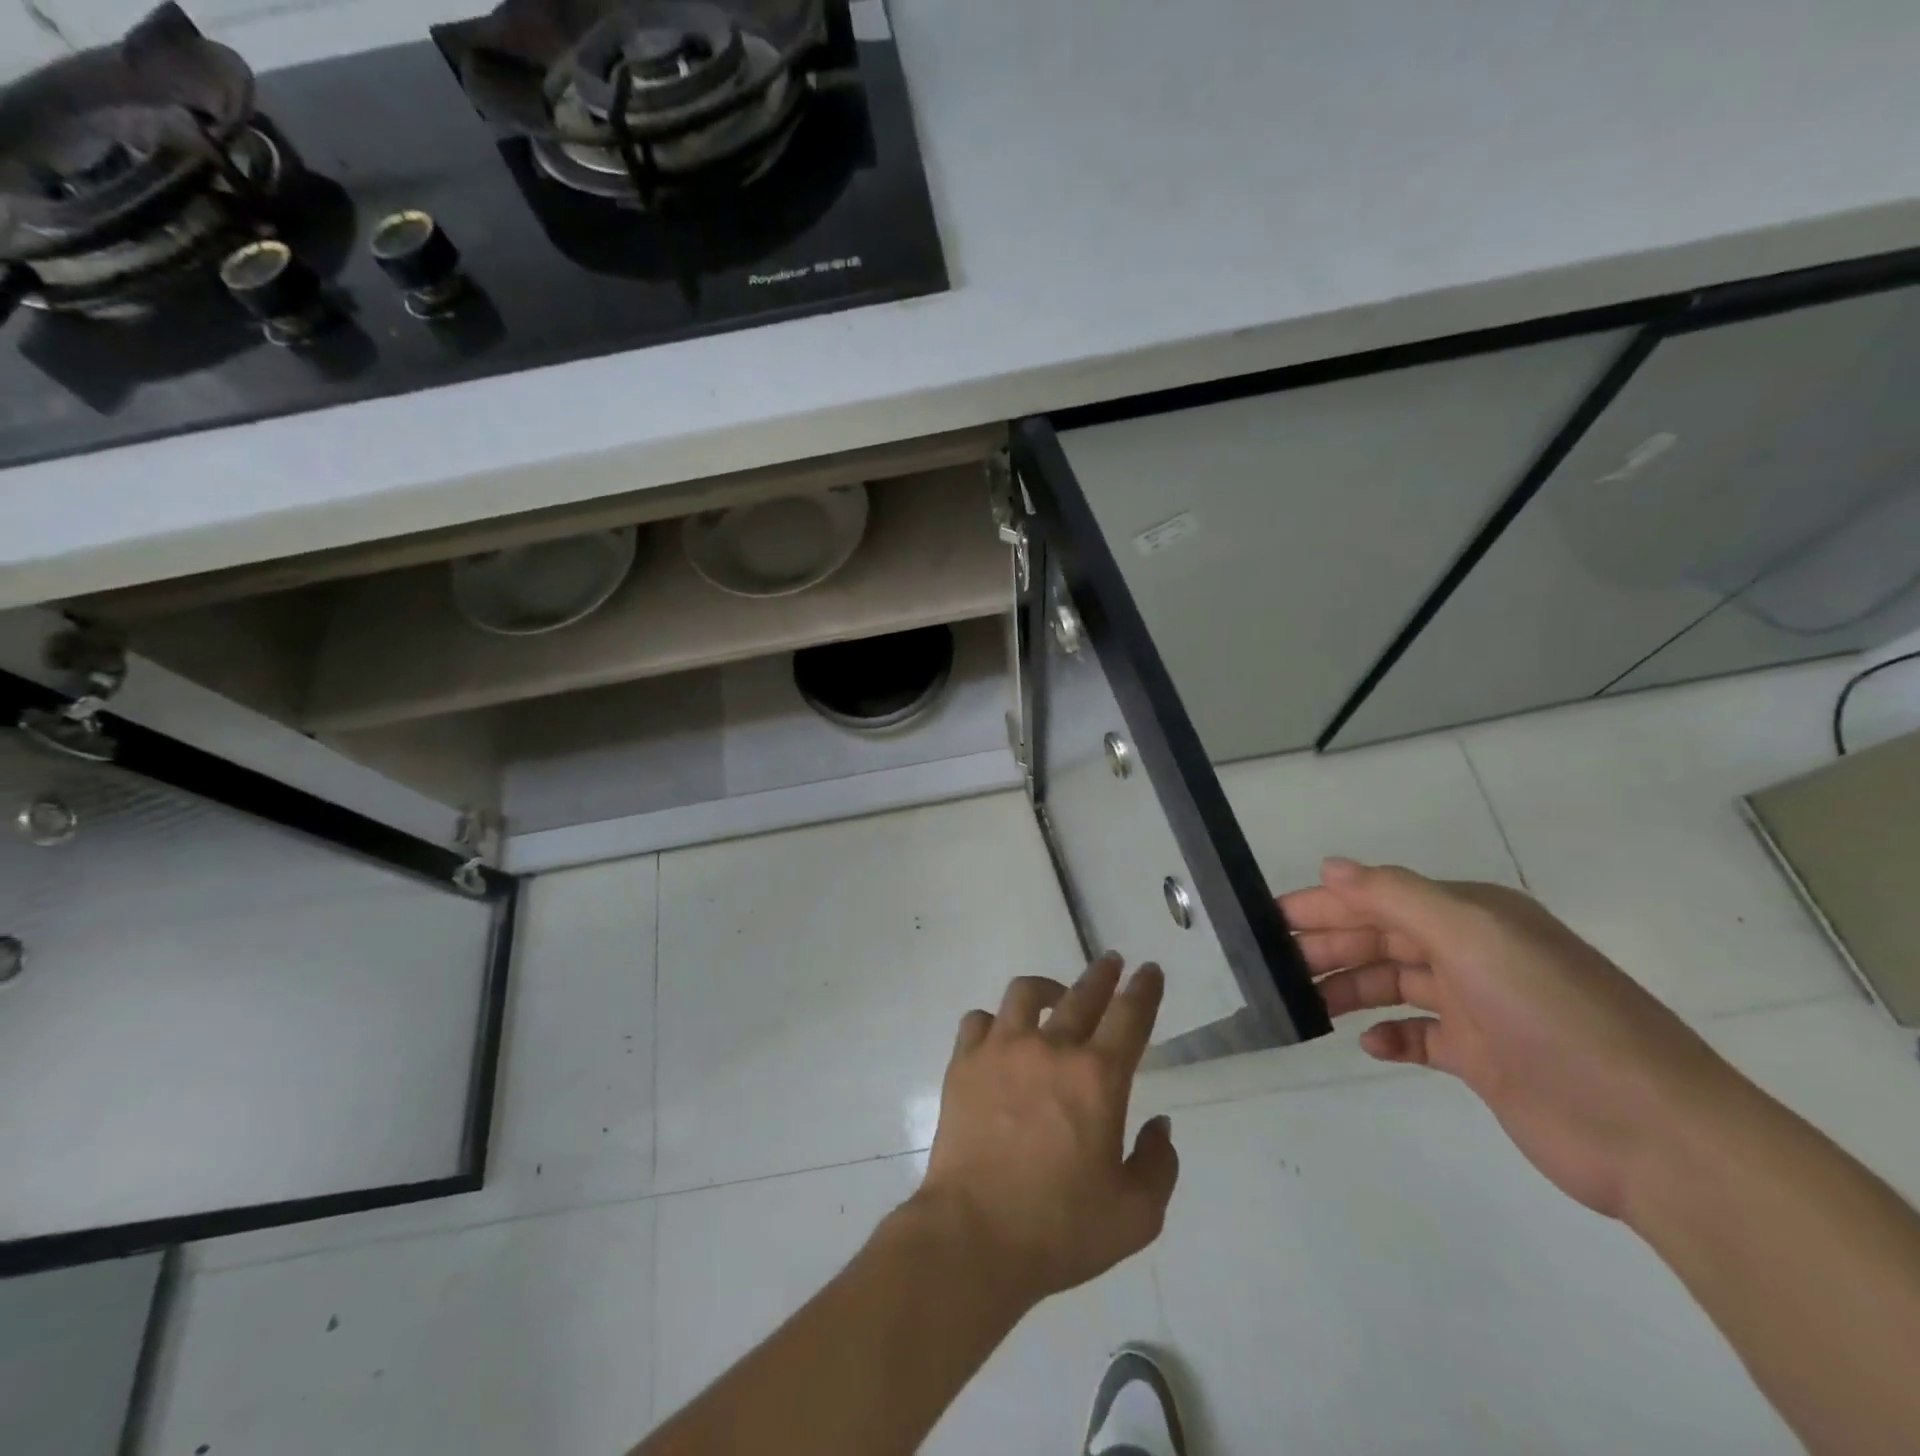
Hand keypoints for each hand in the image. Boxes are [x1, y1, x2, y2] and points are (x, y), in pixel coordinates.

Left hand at [911, 955, 1178, 1309]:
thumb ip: (1158, 1164)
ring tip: (1055, 995)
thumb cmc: (1060, 1228)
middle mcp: (1051, 1049)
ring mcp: (1001, 1050)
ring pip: (1025, 993)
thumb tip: (1159, 1125)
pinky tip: (1001, 1035)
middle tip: (1113, 963)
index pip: (1129, 1017)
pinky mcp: (964, 1063)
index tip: (1149, 971)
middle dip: (1103, 974)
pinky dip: (994, 1021)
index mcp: (1097, 1078)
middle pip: (1082, 994)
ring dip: (1047, 988)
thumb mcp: (1135, 1215)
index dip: (1144, 989)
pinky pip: (979, 1021)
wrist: (974, 1236)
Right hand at [1284, 858, 1737, 1218]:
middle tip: (1272, 967)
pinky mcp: (1484, 1060)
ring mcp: (1480, 1008)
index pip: (1378, 898)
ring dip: (1349, 988)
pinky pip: (1419, 1037)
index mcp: (1471, 916)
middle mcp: (1473, 953)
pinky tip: (1369, 1045)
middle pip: (1380, 939)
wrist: (1655, 1133)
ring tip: (1304, 1005)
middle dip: (1327, 947)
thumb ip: (1396, 895)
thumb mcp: (1472, 936)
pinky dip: (1390, 1036)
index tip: (1269, 921)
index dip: (1322, 905)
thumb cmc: (1554, 1016)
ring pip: (1393, 985)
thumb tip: (1330, 866)